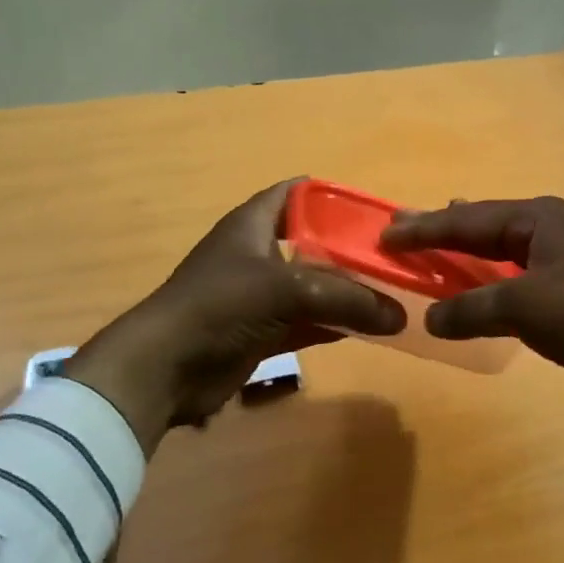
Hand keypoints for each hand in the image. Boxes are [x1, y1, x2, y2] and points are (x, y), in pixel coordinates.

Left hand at [64, 181, 405, 454]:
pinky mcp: (261, 331)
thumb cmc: (221, 306)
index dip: (333, 196)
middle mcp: (257, 253)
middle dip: (350, 248)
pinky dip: (334, 324)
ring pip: (313, 286)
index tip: (373, 211)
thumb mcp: (287, 290)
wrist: (165, 369)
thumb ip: (346, 298)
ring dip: (346, 291)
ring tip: (392, 292)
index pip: (297, 193)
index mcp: (254, 223)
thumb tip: (398, 315)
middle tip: (392, 256)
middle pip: (312, 241)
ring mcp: (258, 295)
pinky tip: (369, 329)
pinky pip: (307, 321)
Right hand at [381, 197, 563, 465]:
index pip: (468, 220)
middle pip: (487, 226)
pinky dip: (496, 279)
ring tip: (443, 244)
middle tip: (407, 230)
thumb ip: (472, 310)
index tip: (387, 235)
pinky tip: (488, 287)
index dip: (425, 229)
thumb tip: (431, 318)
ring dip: (472, 253)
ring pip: (507, 250)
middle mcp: (554, 228)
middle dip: (447, 230)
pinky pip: (522, 275)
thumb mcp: (524, 307)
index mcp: (540, 218)